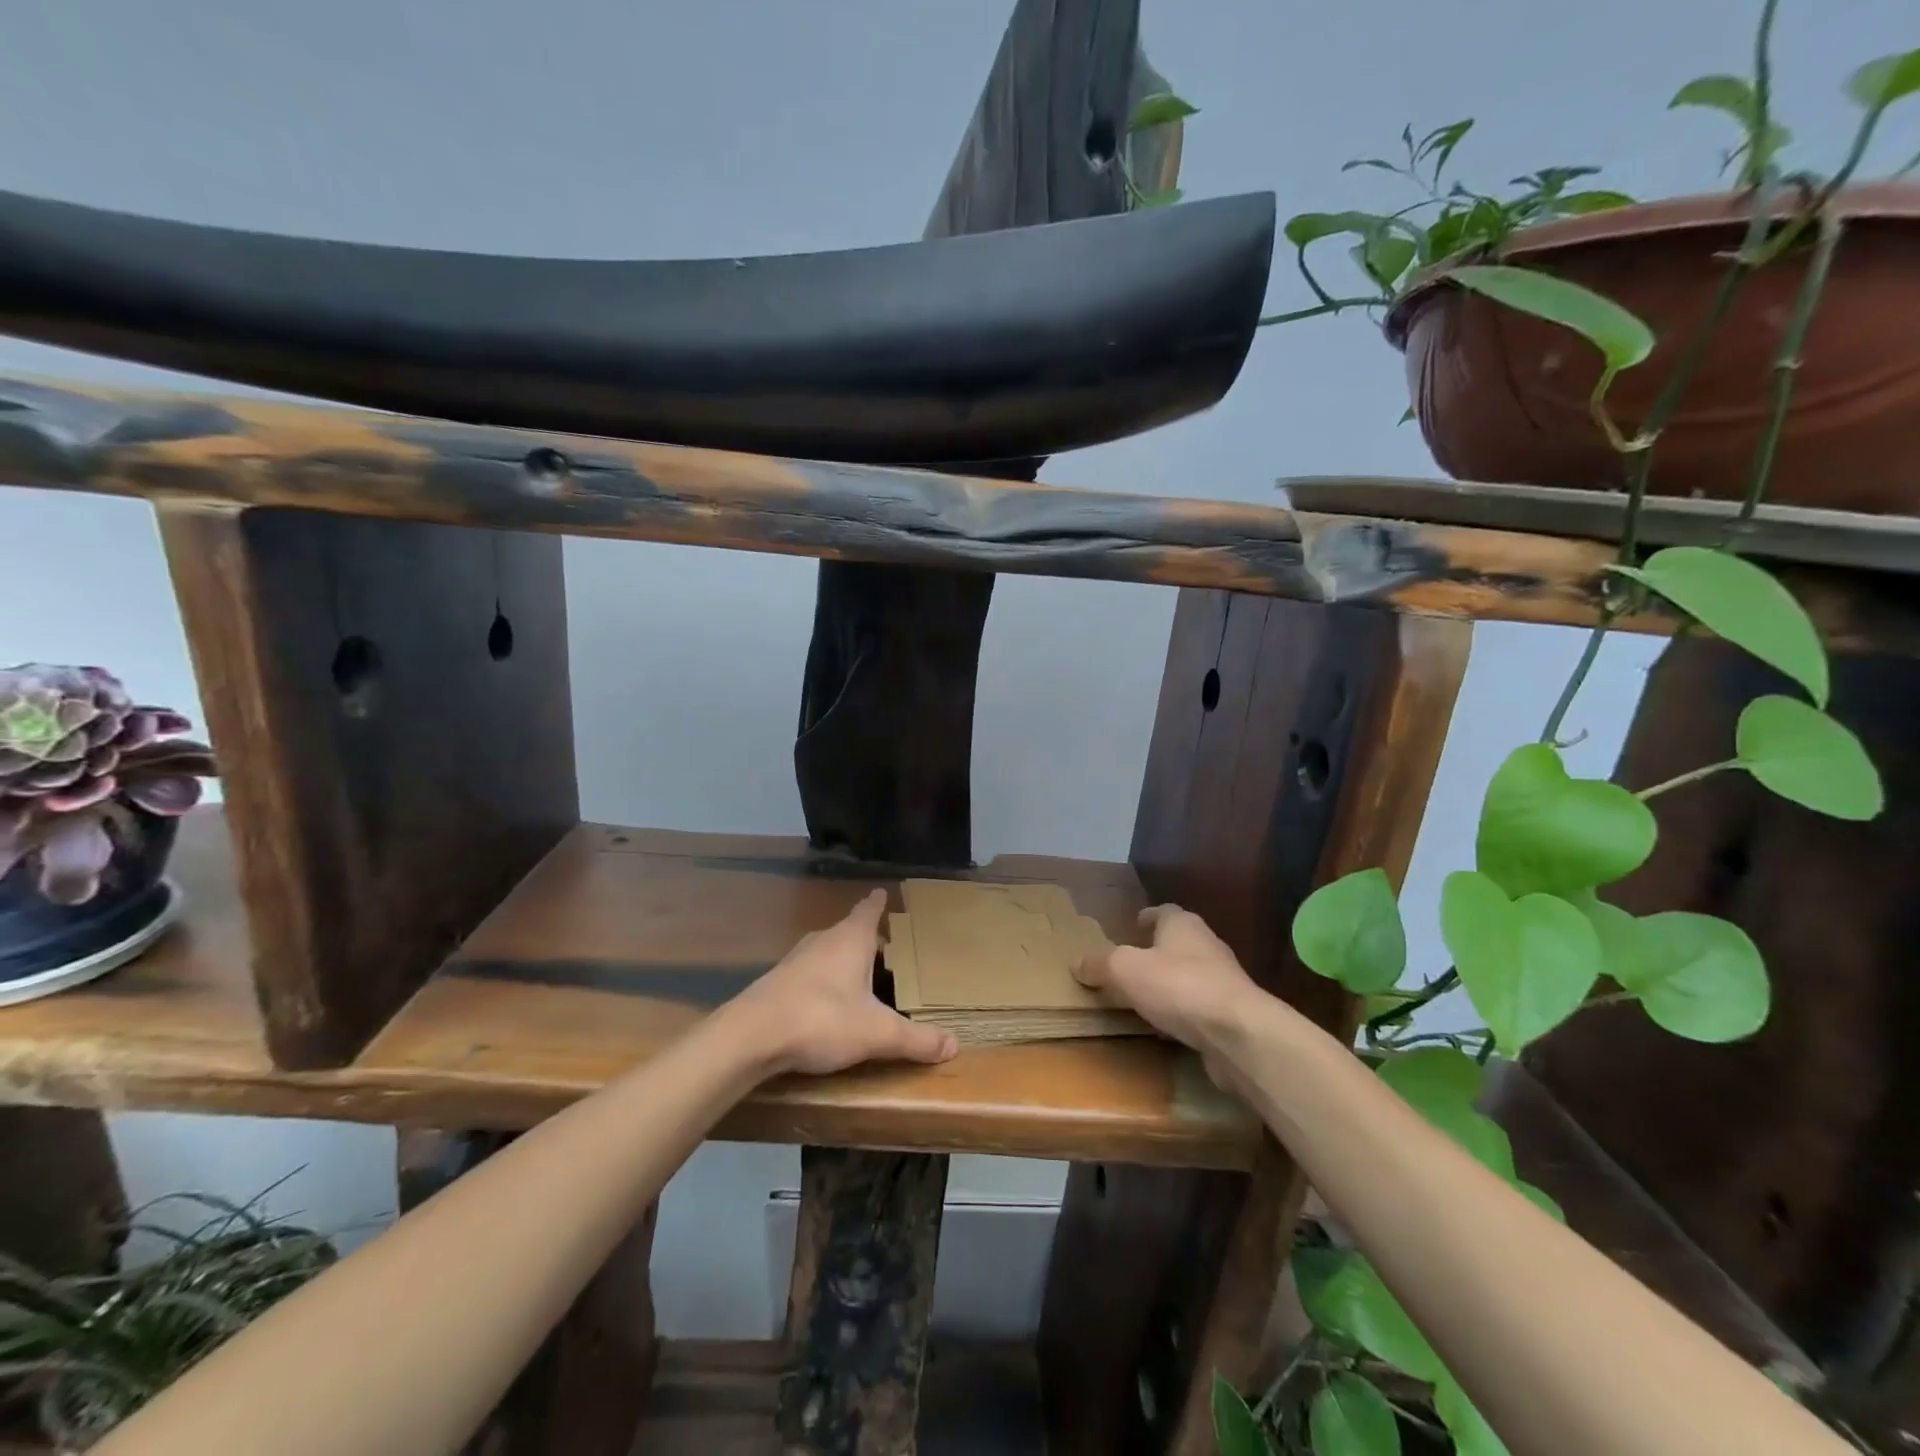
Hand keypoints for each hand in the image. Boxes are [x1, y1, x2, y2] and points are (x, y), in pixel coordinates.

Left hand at [731, 890, 957, 1075]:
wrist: (751, 1036)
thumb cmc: (822, 1018)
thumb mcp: (877, 1032)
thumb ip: (915, 1039)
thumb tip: (954, 1045)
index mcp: (851, 939)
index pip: (869, 910)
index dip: (878, 903)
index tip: (883, 893)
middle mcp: (824, 940)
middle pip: (850, 931)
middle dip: (868, 939)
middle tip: (887, 950)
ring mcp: (797, 959)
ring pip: (828, 951)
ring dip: (844, 960)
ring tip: (861, 978)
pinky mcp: (778, 981)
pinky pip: (811, 972)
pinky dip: (824, 980)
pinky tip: (828, 1002)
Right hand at [1075, 905, 1265, 1088]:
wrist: (1238, 1033)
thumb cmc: (1179, 986)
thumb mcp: (1125, 969)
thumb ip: (1101, 964)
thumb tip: (1078, 962)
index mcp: (1183, 925)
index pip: (1165, 911)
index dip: (1148, 916)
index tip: (1135, 923)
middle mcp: (1207, 946)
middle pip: (1179, 943)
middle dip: (1158, 951)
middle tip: (1132, 963)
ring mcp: (1224, 982)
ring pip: (1191, 976)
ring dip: (1171, 985)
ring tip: (1145, 998)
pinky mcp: (1232, 1016)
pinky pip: (1200, 1009)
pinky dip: (1183, 1014)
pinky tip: (1166, 1030)